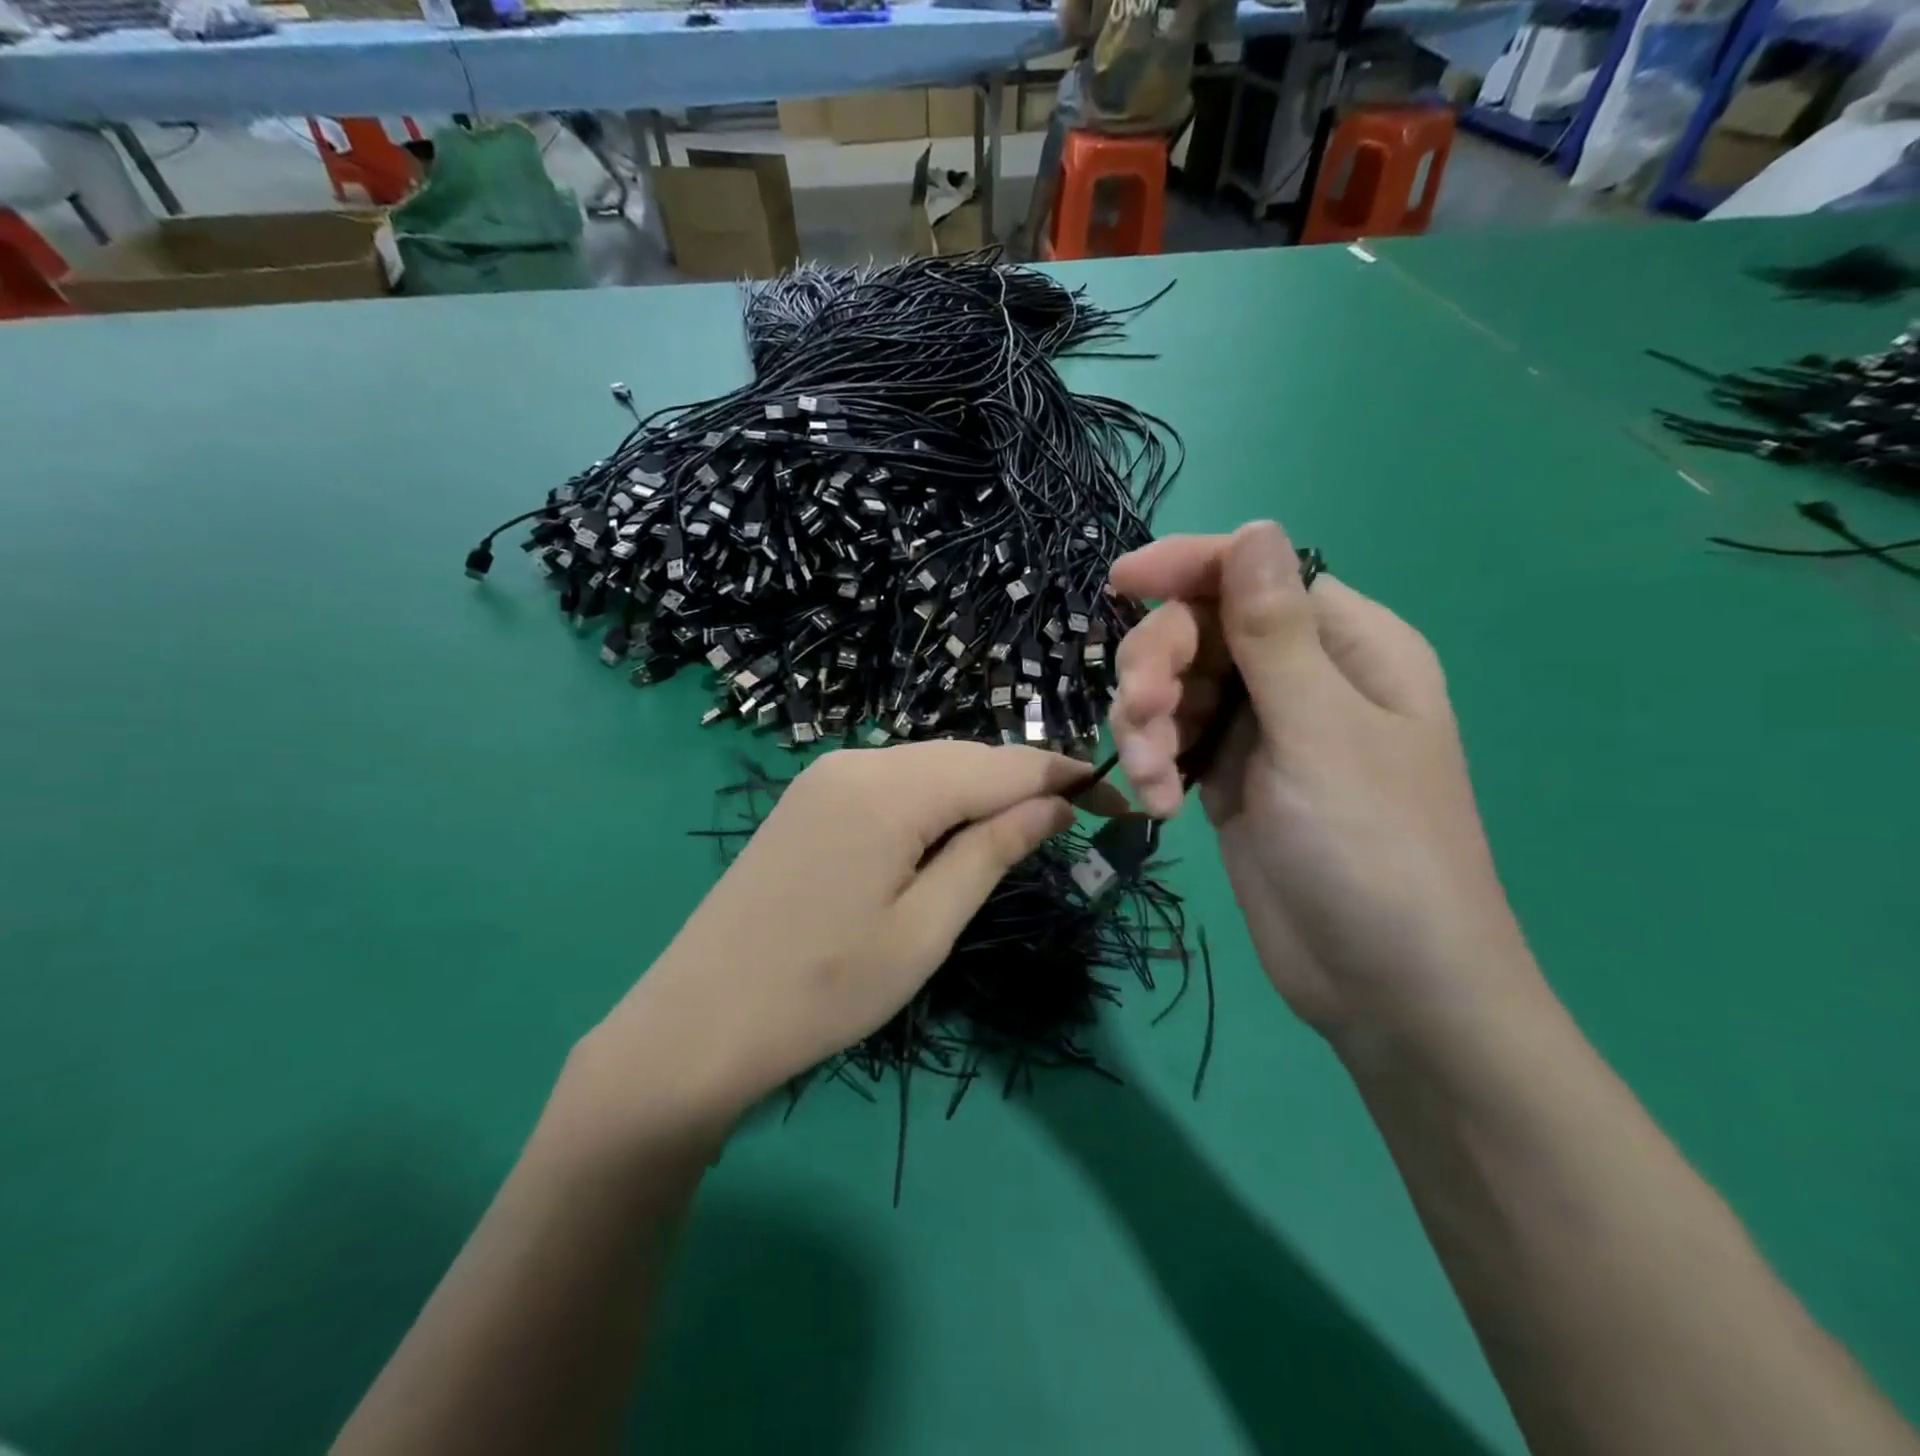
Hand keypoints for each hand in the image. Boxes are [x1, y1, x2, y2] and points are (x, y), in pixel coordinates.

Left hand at [585, 742, 1119, 1132]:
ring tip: (1021, 832)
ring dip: (980, 790)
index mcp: (891, 789)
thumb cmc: (824, 991)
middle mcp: (857, 760)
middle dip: (1024, 782)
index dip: (1066, 777)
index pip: (1003, 765)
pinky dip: (935, 798)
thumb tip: (1054, 803)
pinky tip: (949, 832)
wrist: (698, 1023)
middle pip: (965, 756)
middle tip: (1075, 823)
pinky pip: (893, 780)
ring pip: (929, 765)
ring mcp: (826, 774)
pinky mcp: (809, 796)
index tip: (1118, 801)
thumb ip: (992, 852)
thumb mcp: (926, 928)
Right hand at [1110, 520, 1531, 1043]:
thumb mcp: (1320, 733)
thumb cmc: (1374, 850)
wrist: (1384, 986)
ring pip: (1177, 688)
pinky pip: (1175, 741)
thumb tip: (1255, 528)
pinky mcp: (1230, 778)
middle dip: (1159, 668)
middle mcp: (1303, 678)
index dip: (1188, 567)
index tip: (1121, 584)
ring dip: (1150, 723)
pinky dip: (1157, 763)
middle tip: (1143, 716)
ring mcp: (1263, 731)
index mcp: (1349, 647)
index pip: (1256, 575)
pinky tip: (1161, 805)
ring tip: (1156, 777)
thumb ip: (1275, 633)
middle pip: (1202, 632)